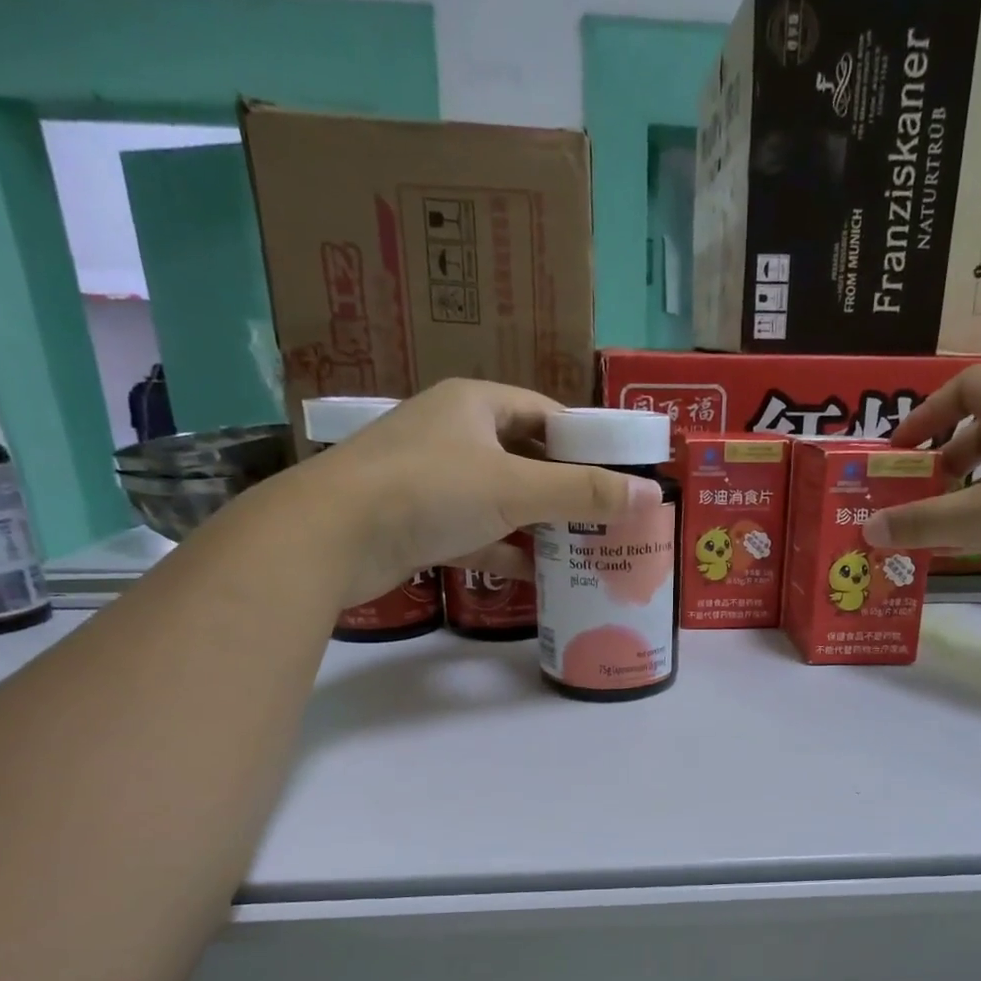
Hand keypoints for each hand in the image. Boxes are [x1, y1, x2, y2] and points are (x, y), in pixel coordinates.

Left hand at [282, 379, 663, 599]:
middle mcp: (452, 434)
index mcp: (474, 405)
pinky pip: (475, 534)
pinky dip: (504, 551)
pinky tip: (536, 575)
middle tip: (607, 516)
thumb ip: (582, 491)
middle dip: (564, 488)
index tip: (619, 473)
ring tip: (582, 547)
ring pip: (500, 499)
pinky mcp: (418, 523)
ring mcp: (432, 480)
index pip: (544, 413)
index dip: (585, 441)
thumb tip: (649, 494)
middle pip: (524, 457)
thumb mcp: (515, 488)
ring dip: (537, 524)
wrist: (331, 537)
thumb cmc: (430, 491)